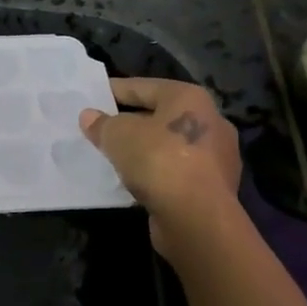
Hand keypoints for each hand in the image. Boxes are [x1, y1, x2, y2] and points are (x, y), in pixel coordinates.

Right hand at [80, 78, 241, 255]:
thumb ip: (102, 124)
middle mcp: (209, 121)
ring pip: (169, 145)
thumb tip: (89, 117)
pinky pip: (175, 171)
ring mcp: (216, 157)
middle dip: (130, 122)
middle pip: (159, 115)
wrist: (197, 218)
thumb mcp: (118, 136)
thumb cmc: (159, 161)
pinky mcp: (214, 187)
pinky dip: (156, 173)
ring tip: (114, 156)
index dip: (115, 90)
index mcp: (189, 98)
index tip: (93, 97)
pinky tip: (134, 180)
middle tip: (101, 128)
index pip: (143, 87)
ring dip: (144, 150)